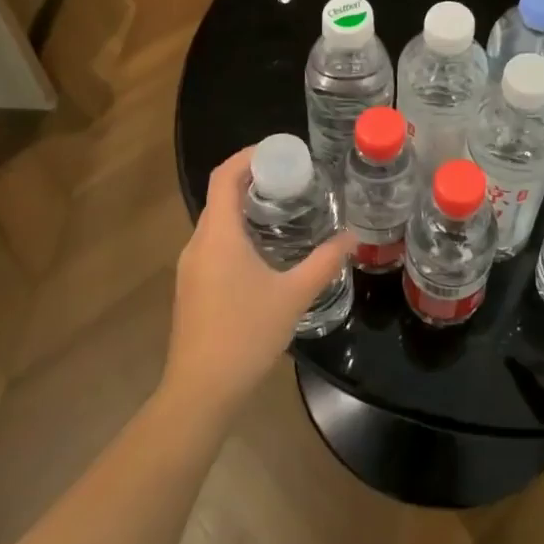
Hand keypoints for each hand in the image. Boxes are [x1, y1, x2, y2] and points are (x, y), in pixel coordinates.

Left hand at [161, 146, 351, 423]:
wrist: (200, 392)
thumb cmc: (246, 335)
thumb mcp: (294, 295)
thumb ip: (324, 262)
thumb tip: (352, 236)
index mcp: (219, 236)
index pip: (225, 176)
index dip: (249, 156)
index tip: (281, 151)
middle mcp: (198, 244)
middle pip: (221, 196)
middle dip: (254, 180)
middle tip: (293, 179)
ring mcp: (190, 267)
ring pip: (217, 222)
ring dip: (246, 207)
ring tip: (284, 209)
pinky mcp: (192, 287)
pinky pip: (214, 244)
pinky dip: (238, 232)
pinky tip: (265, 250)